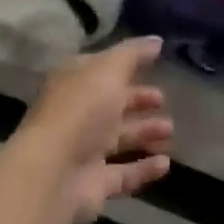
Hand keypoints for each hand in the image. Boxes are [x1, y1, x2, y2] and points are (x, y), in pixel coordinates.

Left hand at [11, 37, 172, 223]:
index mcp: (75, 81)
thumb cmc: (81, 109)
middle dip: (138, 100)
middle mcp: (79, 113)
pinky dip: (144, 168)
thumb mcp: (109, 69)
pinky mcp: (94, 183)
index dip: (127, 64)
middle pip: (112, 103)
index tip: (155, 62)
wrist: (53, 173)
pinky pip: (124, 173)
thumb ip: (134, 54)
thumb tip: (157, 40)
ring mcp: (85, 149)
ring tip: (170, 129)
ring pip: (120, 137)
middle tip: (163, 99)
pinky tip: (166, 164)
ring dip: (144, 132)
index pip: (103, 68)